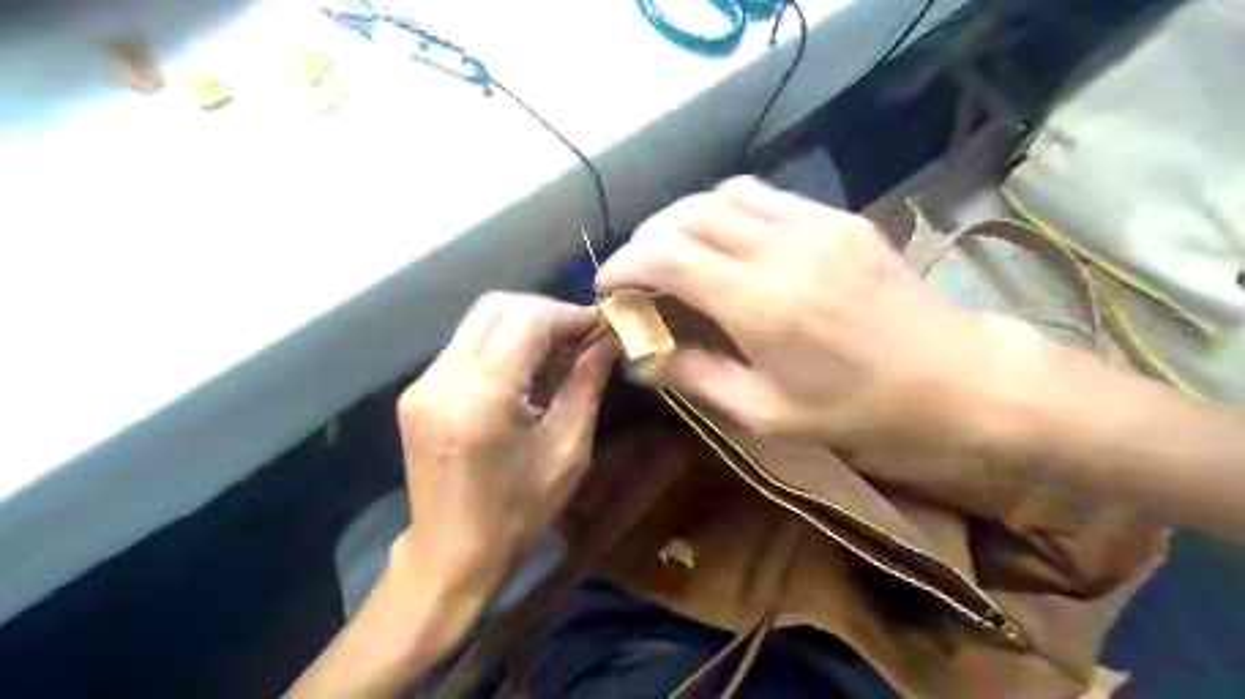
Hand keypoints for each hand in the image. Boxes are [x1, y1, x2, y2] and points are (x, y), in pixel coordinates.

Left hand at [397, 293, 615, 596]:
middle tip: (581, 335)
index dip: (569, 314)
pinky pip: (466, 346)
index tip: (602, 325)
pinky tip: (525, 369)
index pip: (528, 320)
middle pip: (497, 307)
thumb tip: (608, 340)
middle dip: (546, 312)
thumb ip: (586, 383)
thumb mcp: (568, 449)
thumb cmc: (519, 510)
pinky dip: (501, 344)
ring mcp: (423, 383)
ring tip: (558, 349)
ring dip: (523, 324)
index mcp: (484, 395)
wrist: (451, 554)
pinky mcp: (417, 392)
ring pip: (479, 321)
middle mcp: (444, 377)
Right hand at [594, 175, 1032, 448]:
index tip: (607, 288)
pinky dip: (726, 212)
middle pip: (685, 215)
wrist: (953, 375)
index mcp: (759, 303)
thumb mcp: (767, 411)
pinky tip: (727, 244)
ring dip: (684, 219)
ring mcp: (812, 224)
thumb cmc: (858, 408)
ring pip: (721, 195)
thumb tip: (640, 362)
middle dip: (645, 239)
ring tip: (676, 255)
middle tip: (637, 274)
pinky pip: (763, 196)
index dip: (623, 265)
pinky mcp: (836, 217)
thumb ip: (696, 377)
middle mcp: (779, 248)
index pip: (665, 256)